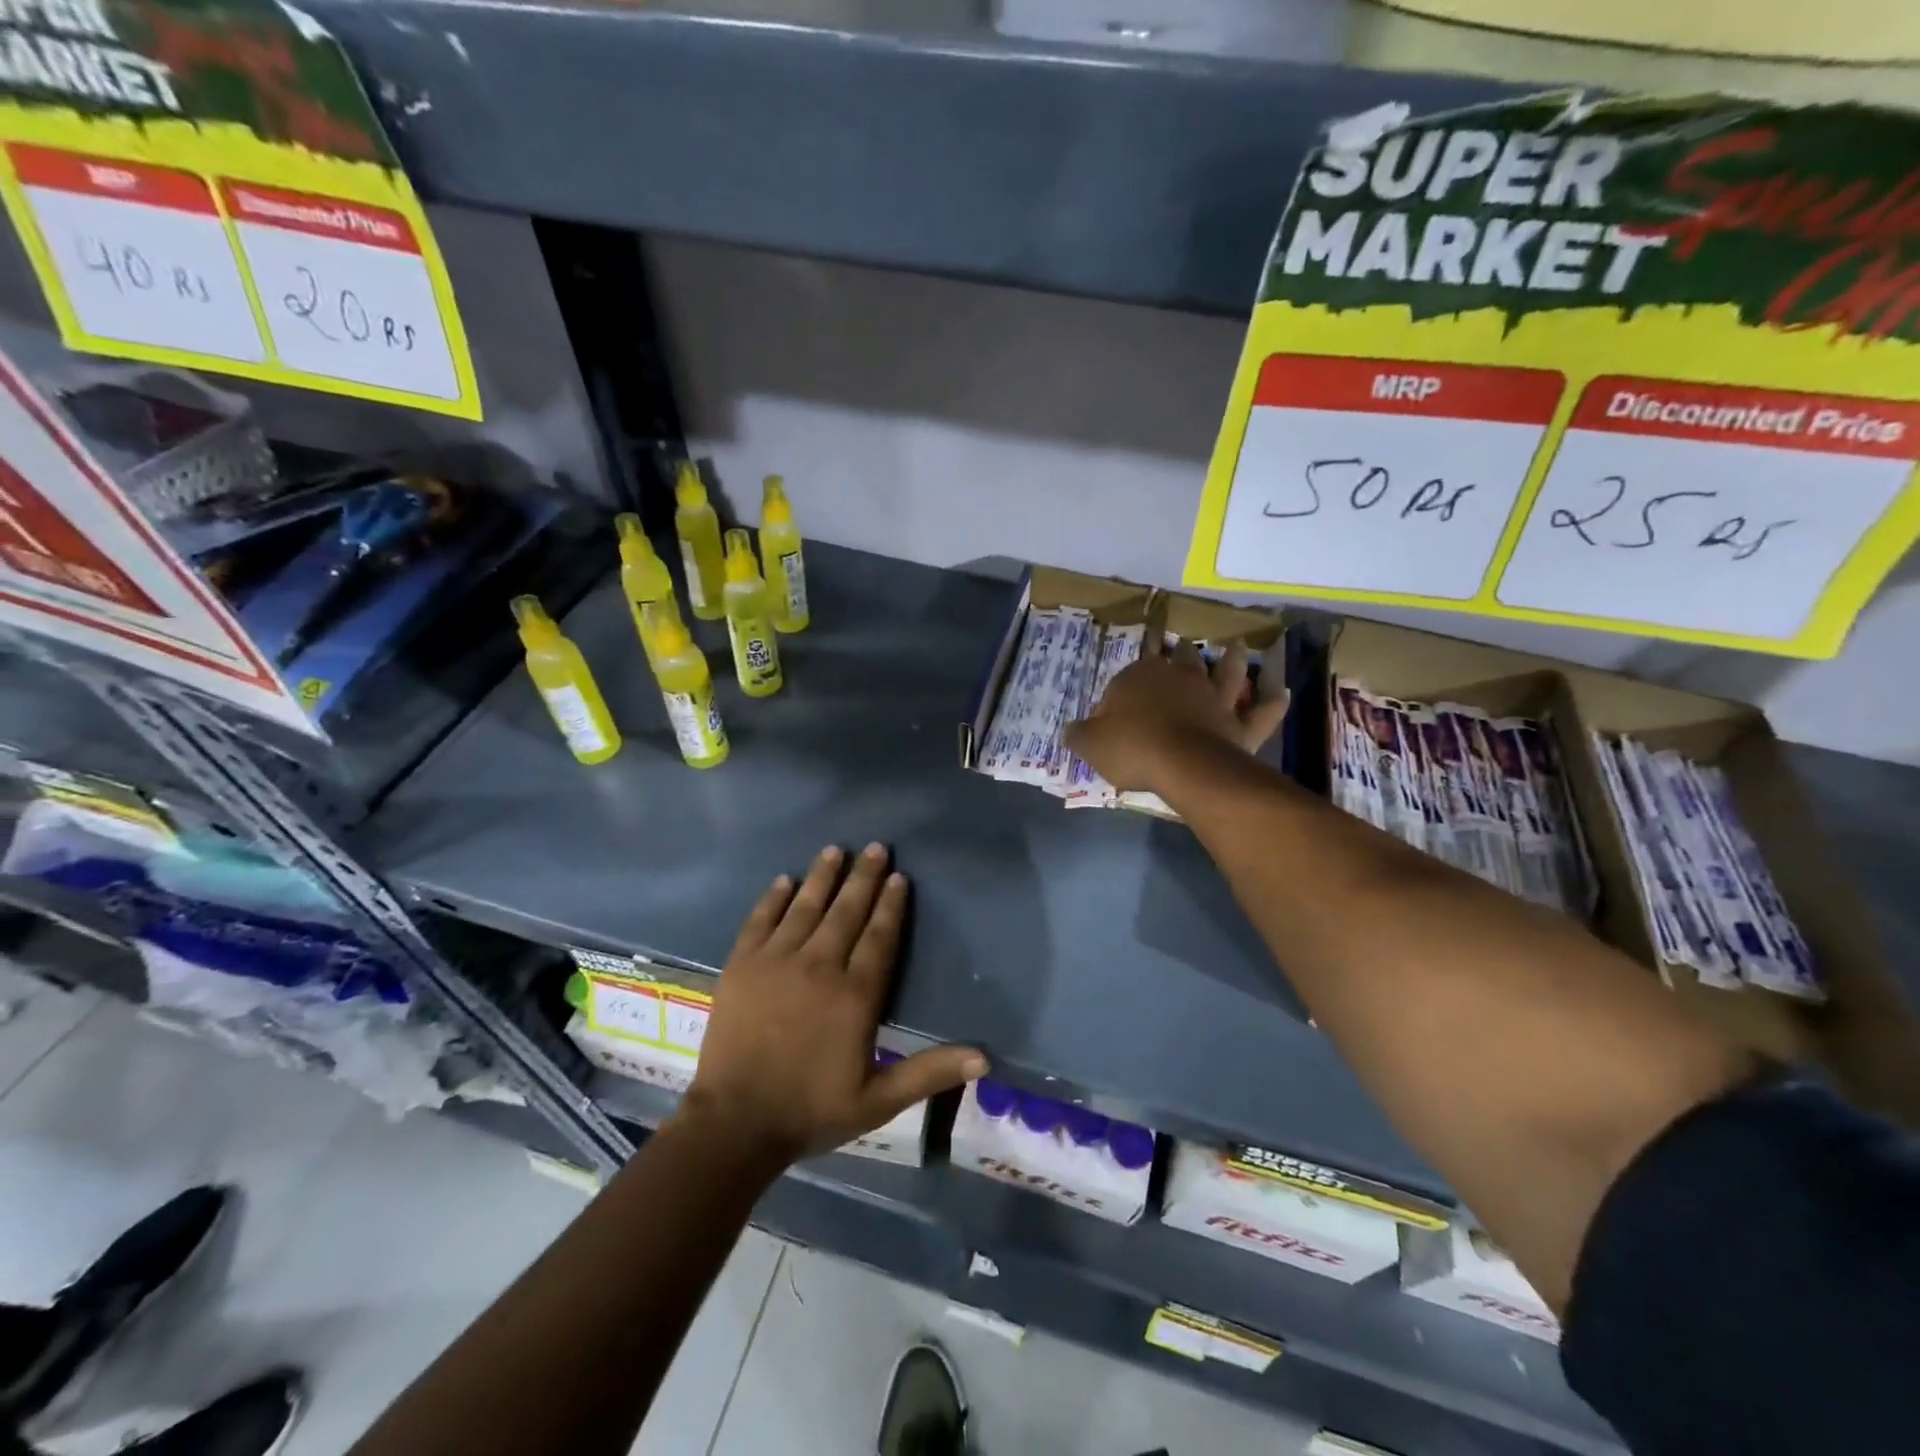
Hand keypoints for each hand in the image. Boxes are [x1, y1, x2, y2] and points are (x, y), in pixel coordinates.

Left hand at [677, 844, 987, 1162]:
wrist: (735, 1123)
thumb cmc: (811, 1110)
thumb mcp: (879, 1101)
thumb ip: (930, 1072)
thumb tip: (985, 1056)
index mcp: (854, 995)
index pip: (879, 937)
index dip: (891, 905)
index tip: (900, 877)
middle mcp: (819, 966)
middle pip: (846, 911)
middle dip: (864, 877)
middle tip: (876, 847)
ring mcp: (776, 961)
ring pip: (805, 906)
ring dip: (822, 876)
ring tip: (835, 850)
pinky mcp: (742, 965)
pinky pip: (760, 920)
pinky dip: (773, 898)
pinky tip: (784, 880)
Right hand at [1063, 641, 1288, 796]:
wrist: (1184, 765)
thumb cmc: (1132, 748)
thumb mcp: (1091, 743)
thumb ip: (1079, 734)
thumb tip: (1071, 730)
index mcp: (1141, 678)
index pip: (1131, 674)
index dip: (1124, 689)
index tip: (1116, 709)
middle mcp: (1181, 679)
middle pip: (1181, 659)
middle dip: (1179, 652)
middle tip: (1182, 645)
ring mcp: (1214, 699)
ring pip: (1226, 672)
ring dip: (1232, 659)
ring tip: (1237, 647)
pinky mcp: (1240, 724)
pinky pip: (1261, 712)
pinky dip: (1272, 701)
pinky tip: (1282, 691)